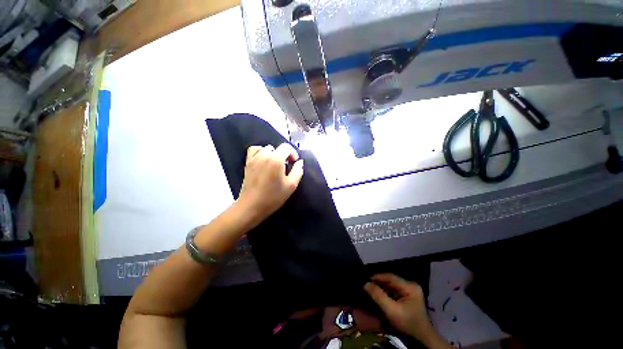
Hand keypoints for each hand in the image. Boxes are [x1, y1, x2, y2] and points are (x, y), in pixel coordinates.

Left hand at [236, 144, 303, 227]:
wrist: (252, 206)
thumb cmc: (273, 197)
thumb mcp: (291, 185)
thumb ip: (298, 171)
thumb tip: (300, 162)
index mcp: (276, 159)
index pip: (286, 147)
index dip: (293, 153)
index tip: (294, 162)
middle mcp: (264, 155)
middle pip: (277, 148)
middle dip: (284, 155)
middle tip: (286, 167)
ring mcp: (254, 158)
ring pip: (266, 149)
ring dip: (273, 154)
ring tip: (275, 165)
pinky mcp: (248, 163)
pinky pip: (254, 150)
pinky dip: (260, 152)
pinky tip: (263, 160)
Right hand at [365, 274, 449, 347]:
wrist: (422, 338)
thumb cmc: (407, 323)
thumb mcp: (391, 310)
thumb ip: (378, 296)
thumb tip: (366, 283)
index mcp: (410, 286)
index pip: (390, 277)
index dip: (378, 277)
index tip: (366, 279)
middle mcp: (411, 285)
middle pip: (391, 280)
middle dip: (379, 282)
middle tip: (368, 284)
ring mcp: (411, 290)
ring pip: (392, 285)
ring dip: (382, 287)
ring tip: (372, 288)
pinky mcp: (409, 296)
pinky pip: (395, 290)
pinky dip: (387, 292)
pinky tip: (380, 294)